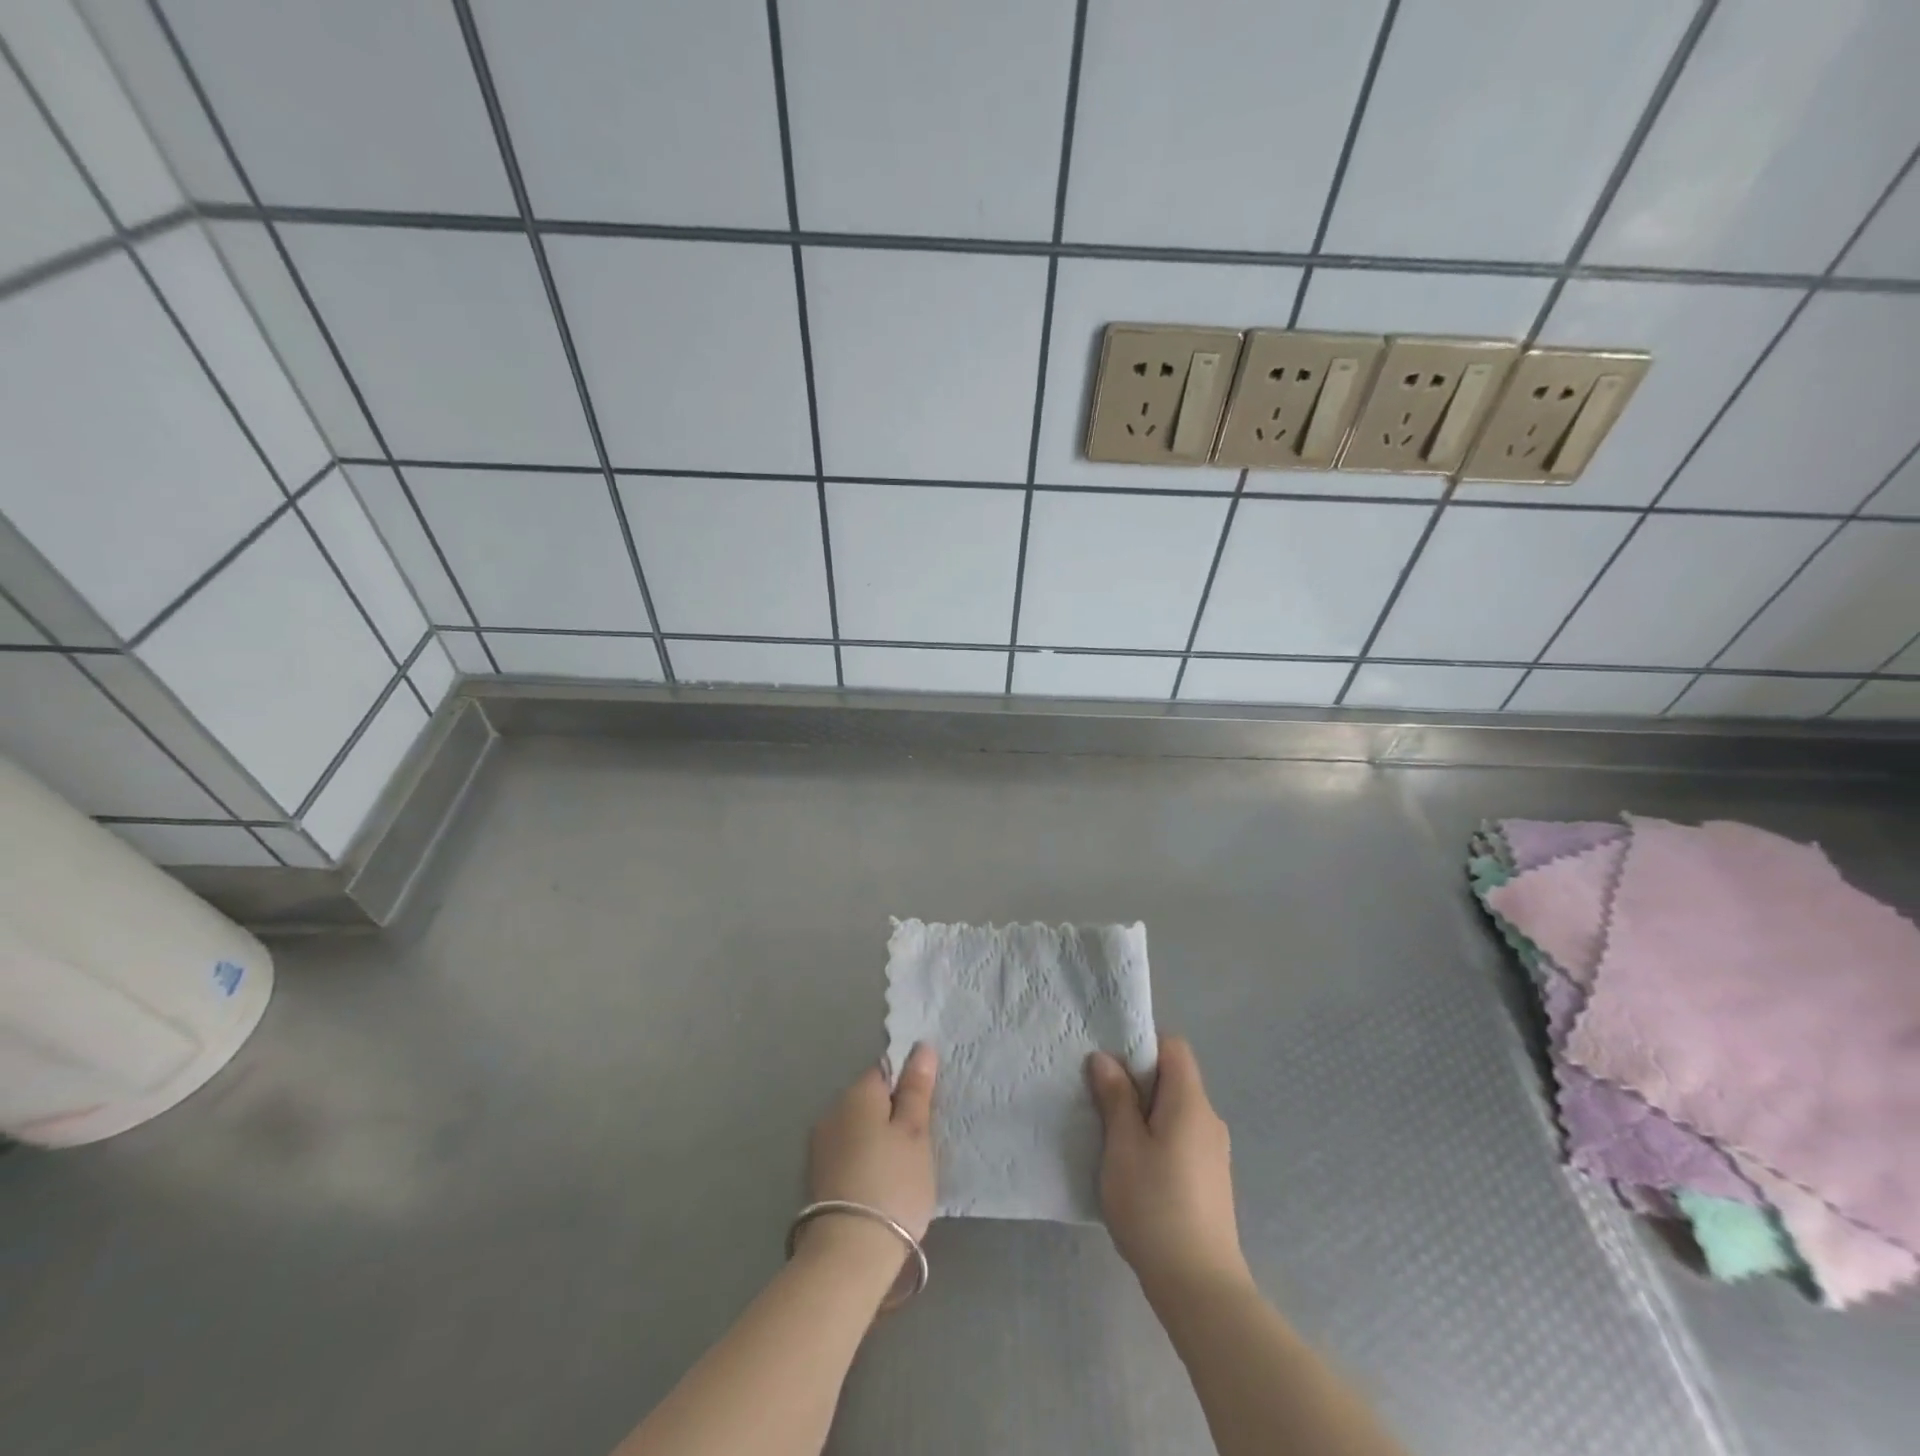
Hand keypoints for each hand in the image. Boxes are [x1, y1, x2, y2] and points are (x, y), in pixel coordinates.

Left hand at [805, 1043, 938, 1242]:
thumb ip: (917, 1089)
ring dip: (876, 1138)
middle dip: (891, 1114)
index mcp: (858, 1093)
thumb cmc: (893, 1184)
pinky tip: (878, 1184)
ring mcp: (820, 1145)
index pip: (885, 1070)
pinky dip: (863, 1160)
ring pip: (857, 1127)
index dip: (907, 1086)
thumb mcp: (915, 1133)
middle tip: (918, 1145)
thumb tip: (921, 1047)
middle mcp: (832, 1110)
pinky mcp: (816, 1176)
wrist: (849, 1253)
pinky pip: (847, 1152)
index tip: (925, 1113)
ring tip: (900, 1169)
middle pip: (869, 1099)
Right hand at [1087, 1035, 1250, 1302]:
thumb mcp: (1123, 1147)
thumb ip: (1115, 1098)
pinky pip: (1181, 1138)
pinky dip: (1157, 1138)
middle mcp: (1209, 1120)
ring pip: (1175, 1111)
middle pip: (1174, 1078)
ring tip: (1111, 1135)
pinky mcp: (1211, 1181)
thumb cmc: (1155, 1207)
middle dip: (1137, 1081)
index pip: (1173, 1047)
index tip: (1110, 1063)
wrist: (1200, 1288)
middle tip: (1100, 1098)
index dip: (1142, 1044)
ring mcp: (1214, 1153)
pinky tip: (1134, 1168)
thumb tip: (1105, 1058)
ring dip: (1144, 1113)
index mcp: (1190, 1103)